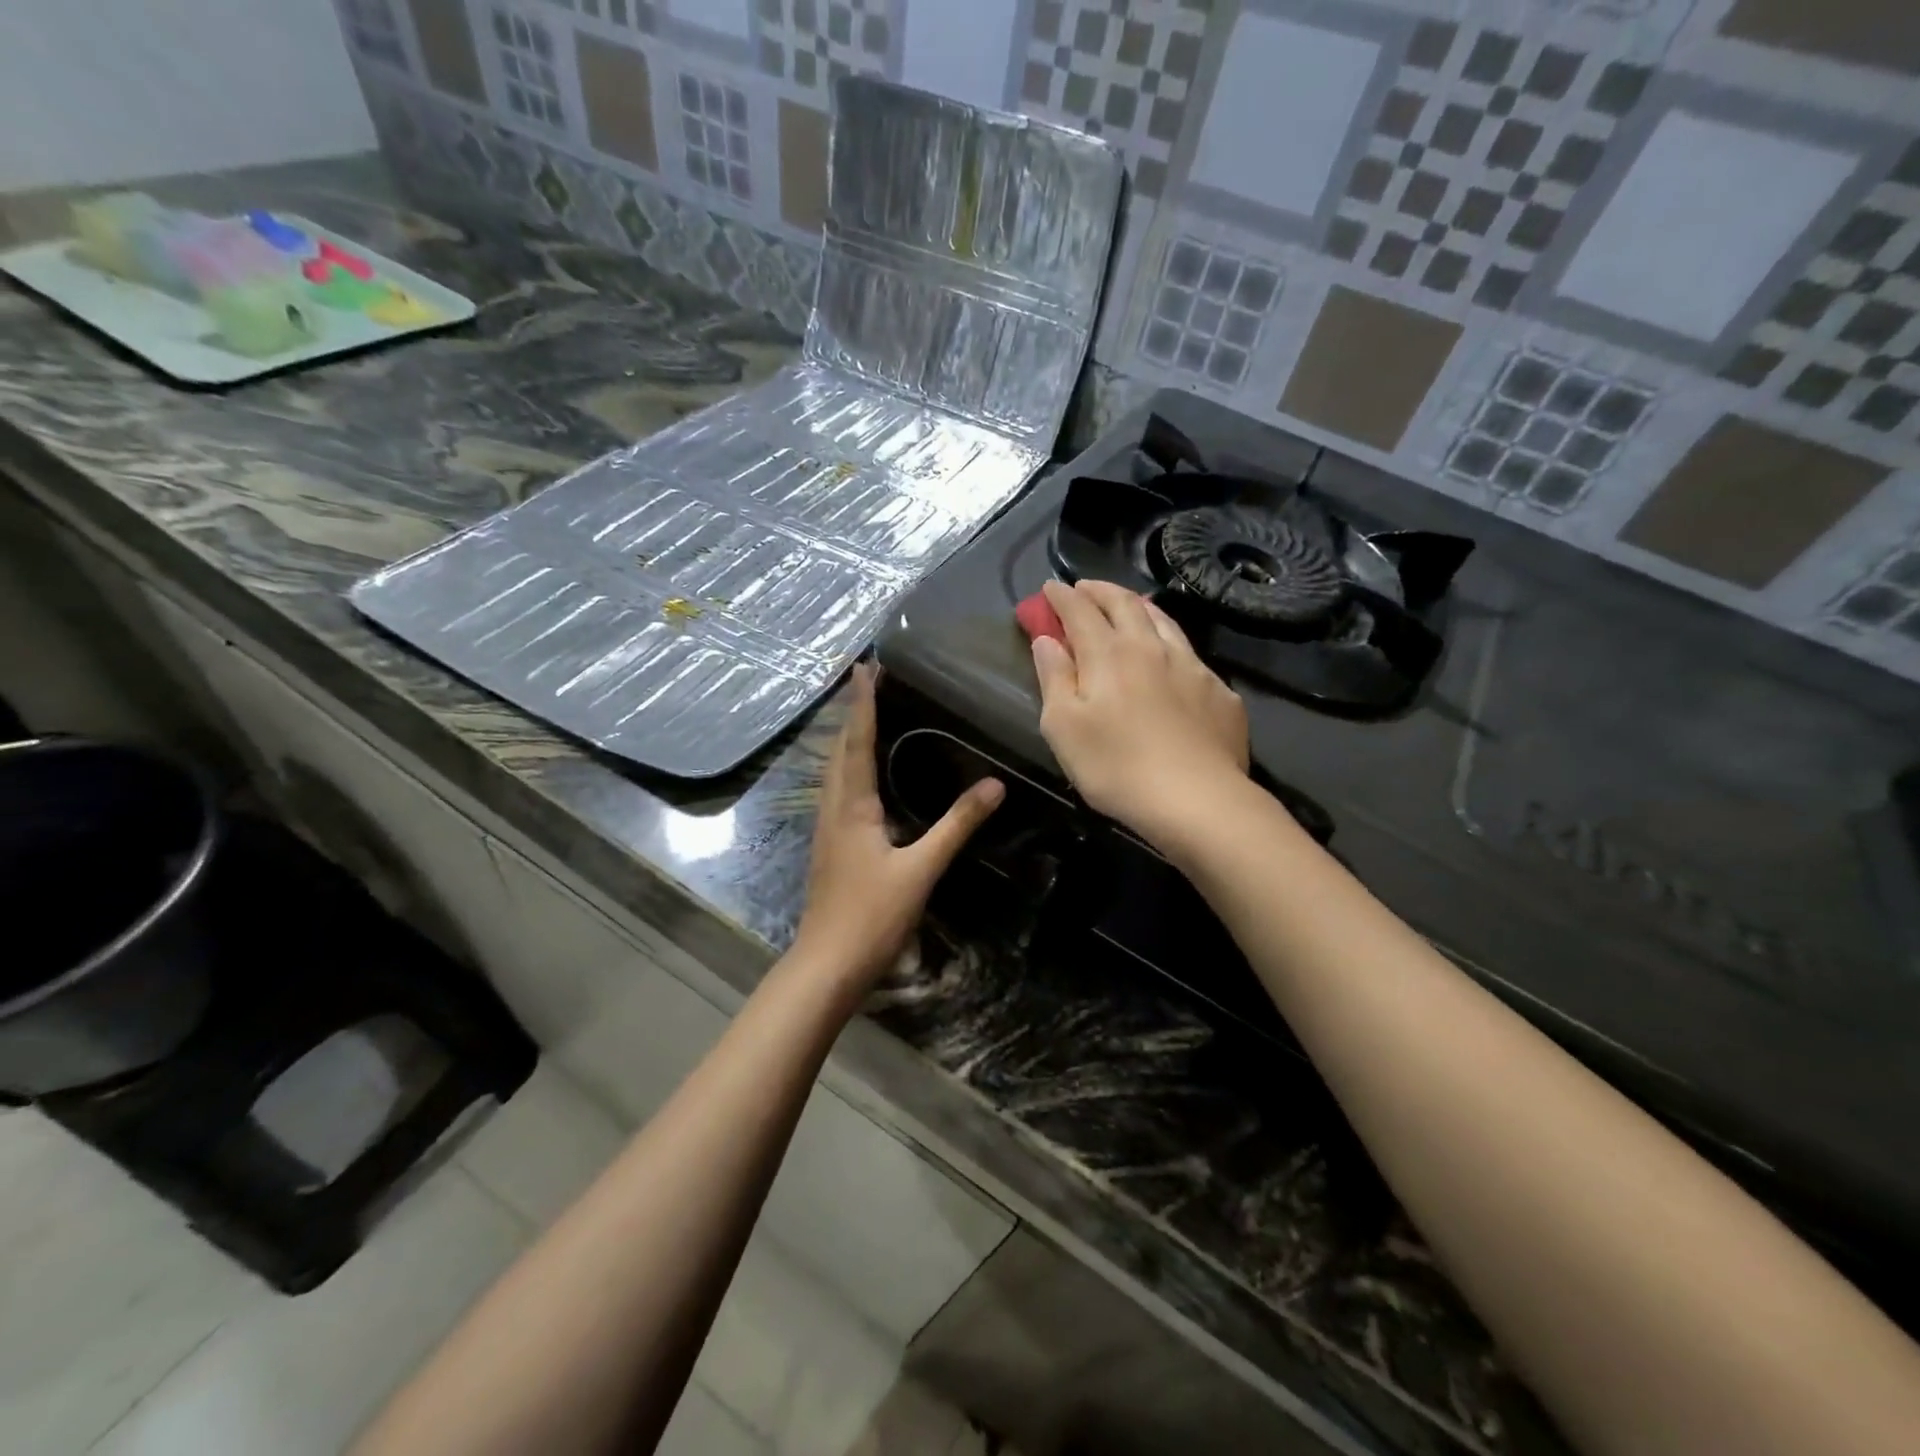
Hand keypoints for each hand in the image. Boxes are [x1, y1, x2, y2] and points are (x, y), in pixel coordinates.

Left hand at [793, 663, 1003, 996]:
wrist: (826, 965)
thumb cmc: (871, 916)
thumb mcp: (920, 870)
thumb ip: (956, 826)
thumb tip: (993, 786)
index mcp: (851, 805)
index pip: (857, 741)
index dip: (862, 703)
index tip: (864, 667)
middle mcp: (833, 808)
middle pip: (839, 749)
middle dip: (853, 713)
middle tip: (868, 681)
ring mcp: (827, 828)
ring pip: (834, 770)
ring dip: (848, 738)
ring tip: (866, 715)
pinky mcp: (831, 846)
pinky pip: (838, 790)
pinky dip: (849, 766)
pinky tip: (863, 776)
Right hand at [1030, 580, 1248, 844]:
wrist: (1198, 800)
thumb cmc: (1116, 766)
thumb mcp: (1063, 727)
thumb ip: (1053, 677)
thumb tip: (1047, 640)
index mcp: (1108, 653)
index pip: (1080, 611)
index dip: (1062, 596)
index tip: (1049, 587)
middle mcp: (1151, 647)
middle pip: (1125, 604)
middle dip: (1100, 590)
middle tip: (1084, 588)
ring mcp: (1192, 666)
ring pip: (1164, 621)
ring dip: (1139, 607)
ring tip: (1128, 606)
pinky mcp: (1220, 692)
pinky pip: (1191, 654)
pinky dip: (1170, 643)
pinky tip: (1171, 659)